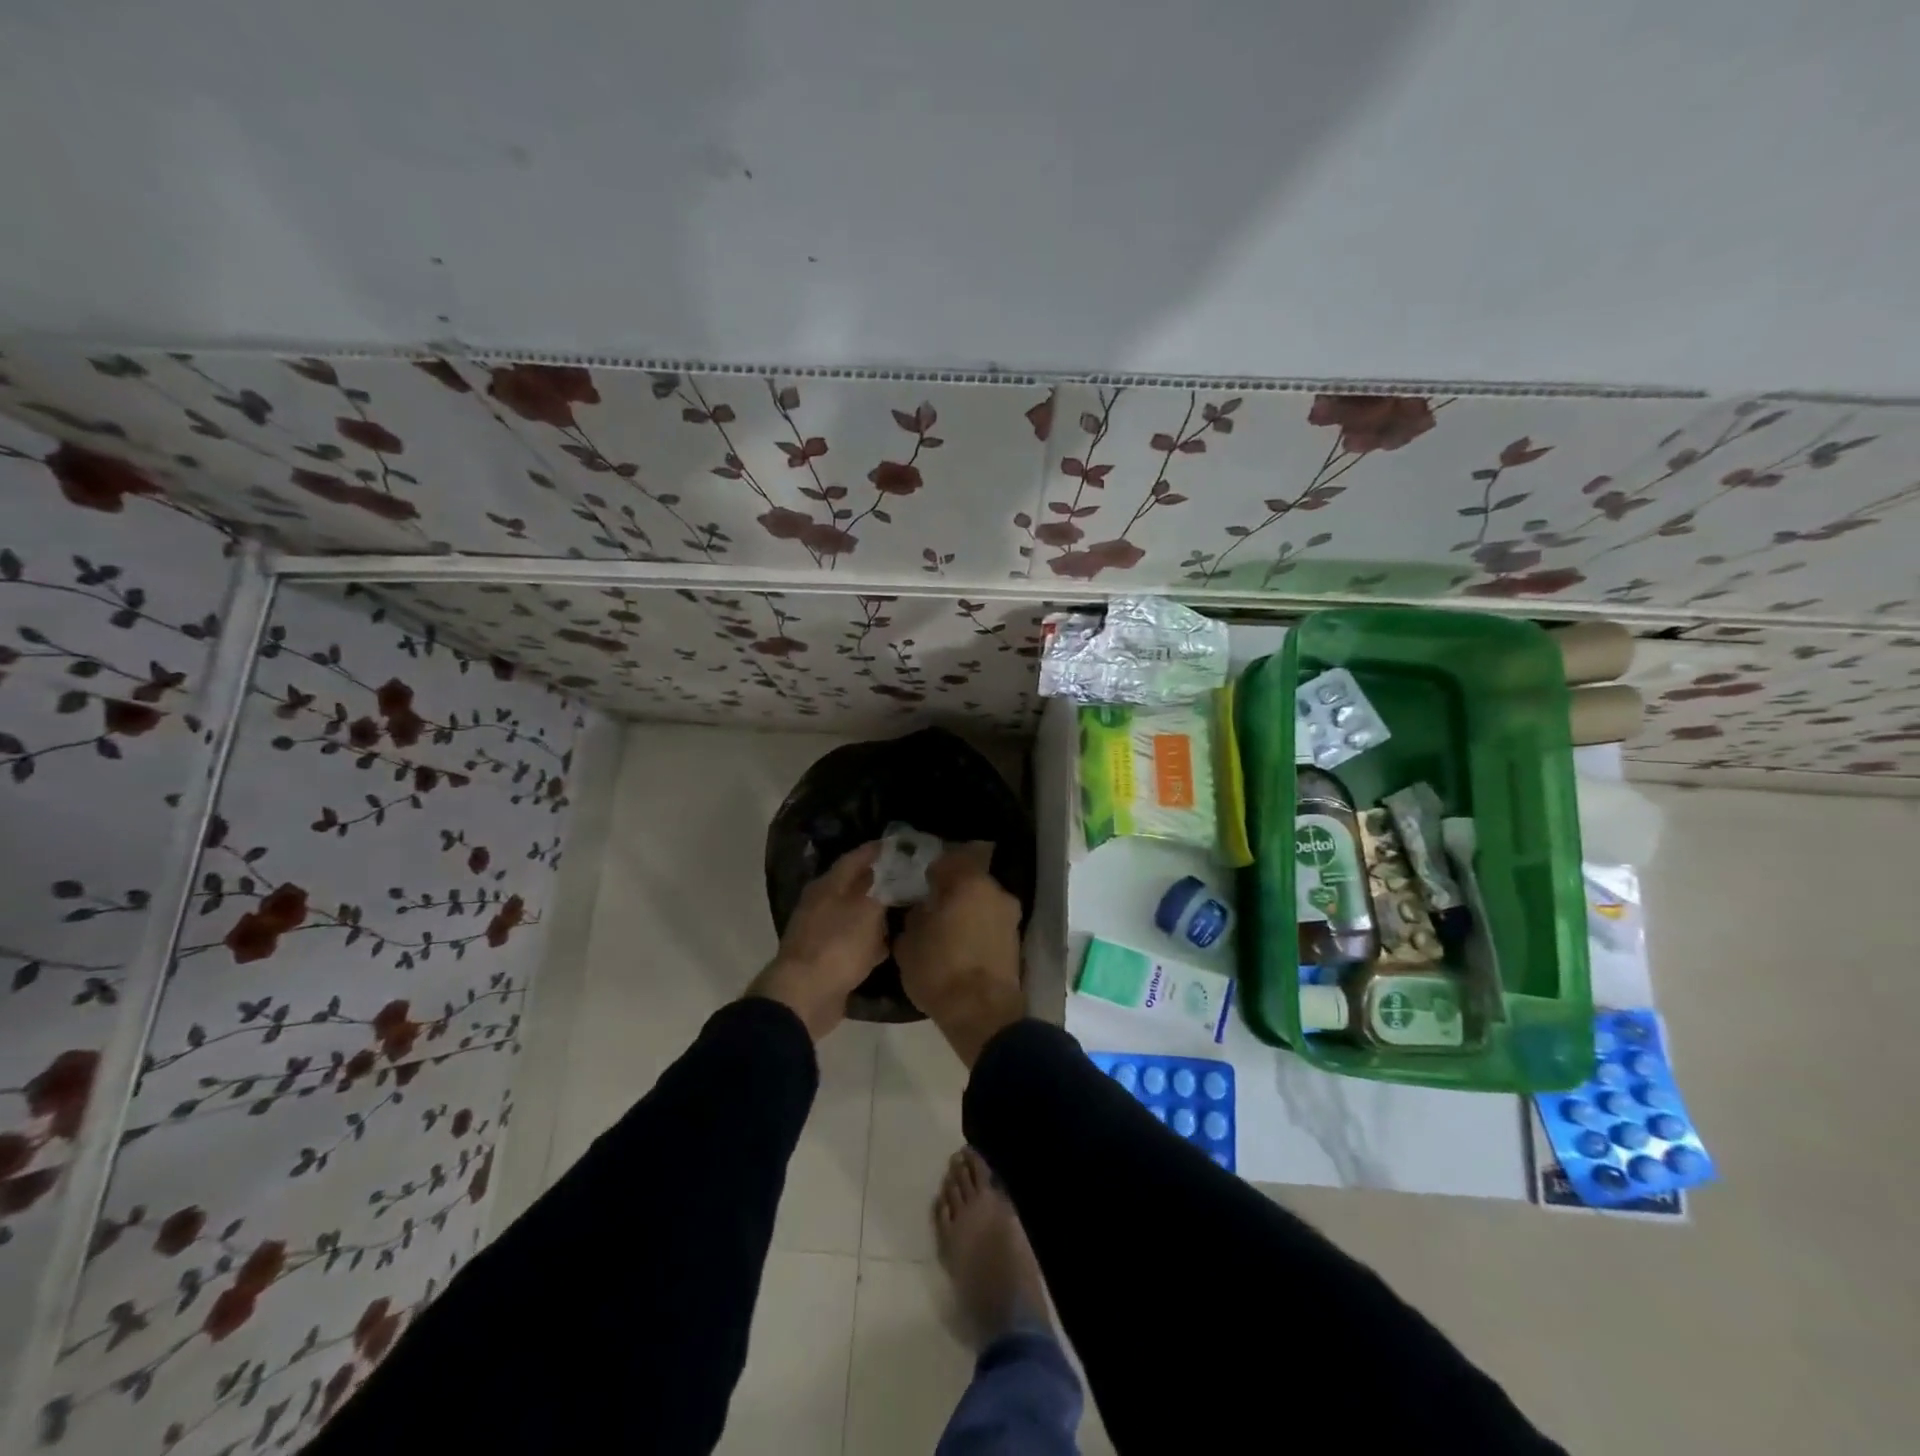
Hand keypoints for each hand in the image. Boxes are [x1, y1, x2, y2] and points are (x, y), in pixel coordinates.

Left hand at [749, 840, 886, 1040]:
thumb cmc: (838, 944)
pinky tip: (890, 945)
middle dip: (881, 882)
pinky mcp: (826, 959)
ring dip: (877, 913)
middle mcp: (821, 904)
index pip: (855, 858)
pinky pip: (853, 943)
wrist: (805, 996)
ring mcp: (821, 933)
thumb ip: (884, 888)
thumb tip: (893, 871)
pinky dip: (871, 941)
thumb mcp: (868, 910)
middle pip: (854, 886)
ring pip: (855, 915)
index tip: (901, 846)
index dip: (877, 850)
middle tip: (910, 878)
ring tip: (906, 910)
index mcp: (828, 885)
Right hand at [895, 842, 1025, 1065]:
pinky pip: (991, 924)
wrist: (982, 1015)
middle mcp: (996, 892)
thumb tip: (922, 908)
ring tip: (945, 929)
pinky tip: (961, 945)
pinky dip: (977, 929)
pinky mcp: (1016, 941)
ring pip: (982, 903)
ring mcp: (1010, 917)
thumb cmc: (940, 970)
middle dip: (951, 890)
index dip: (930, 870)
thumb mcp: (908, 943)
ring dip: (967, 910)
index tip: (918, 884)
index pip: (947, 860)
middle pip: (970, 880)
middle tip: (931, 905)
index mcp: (969, 882)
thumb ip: (914, 916)